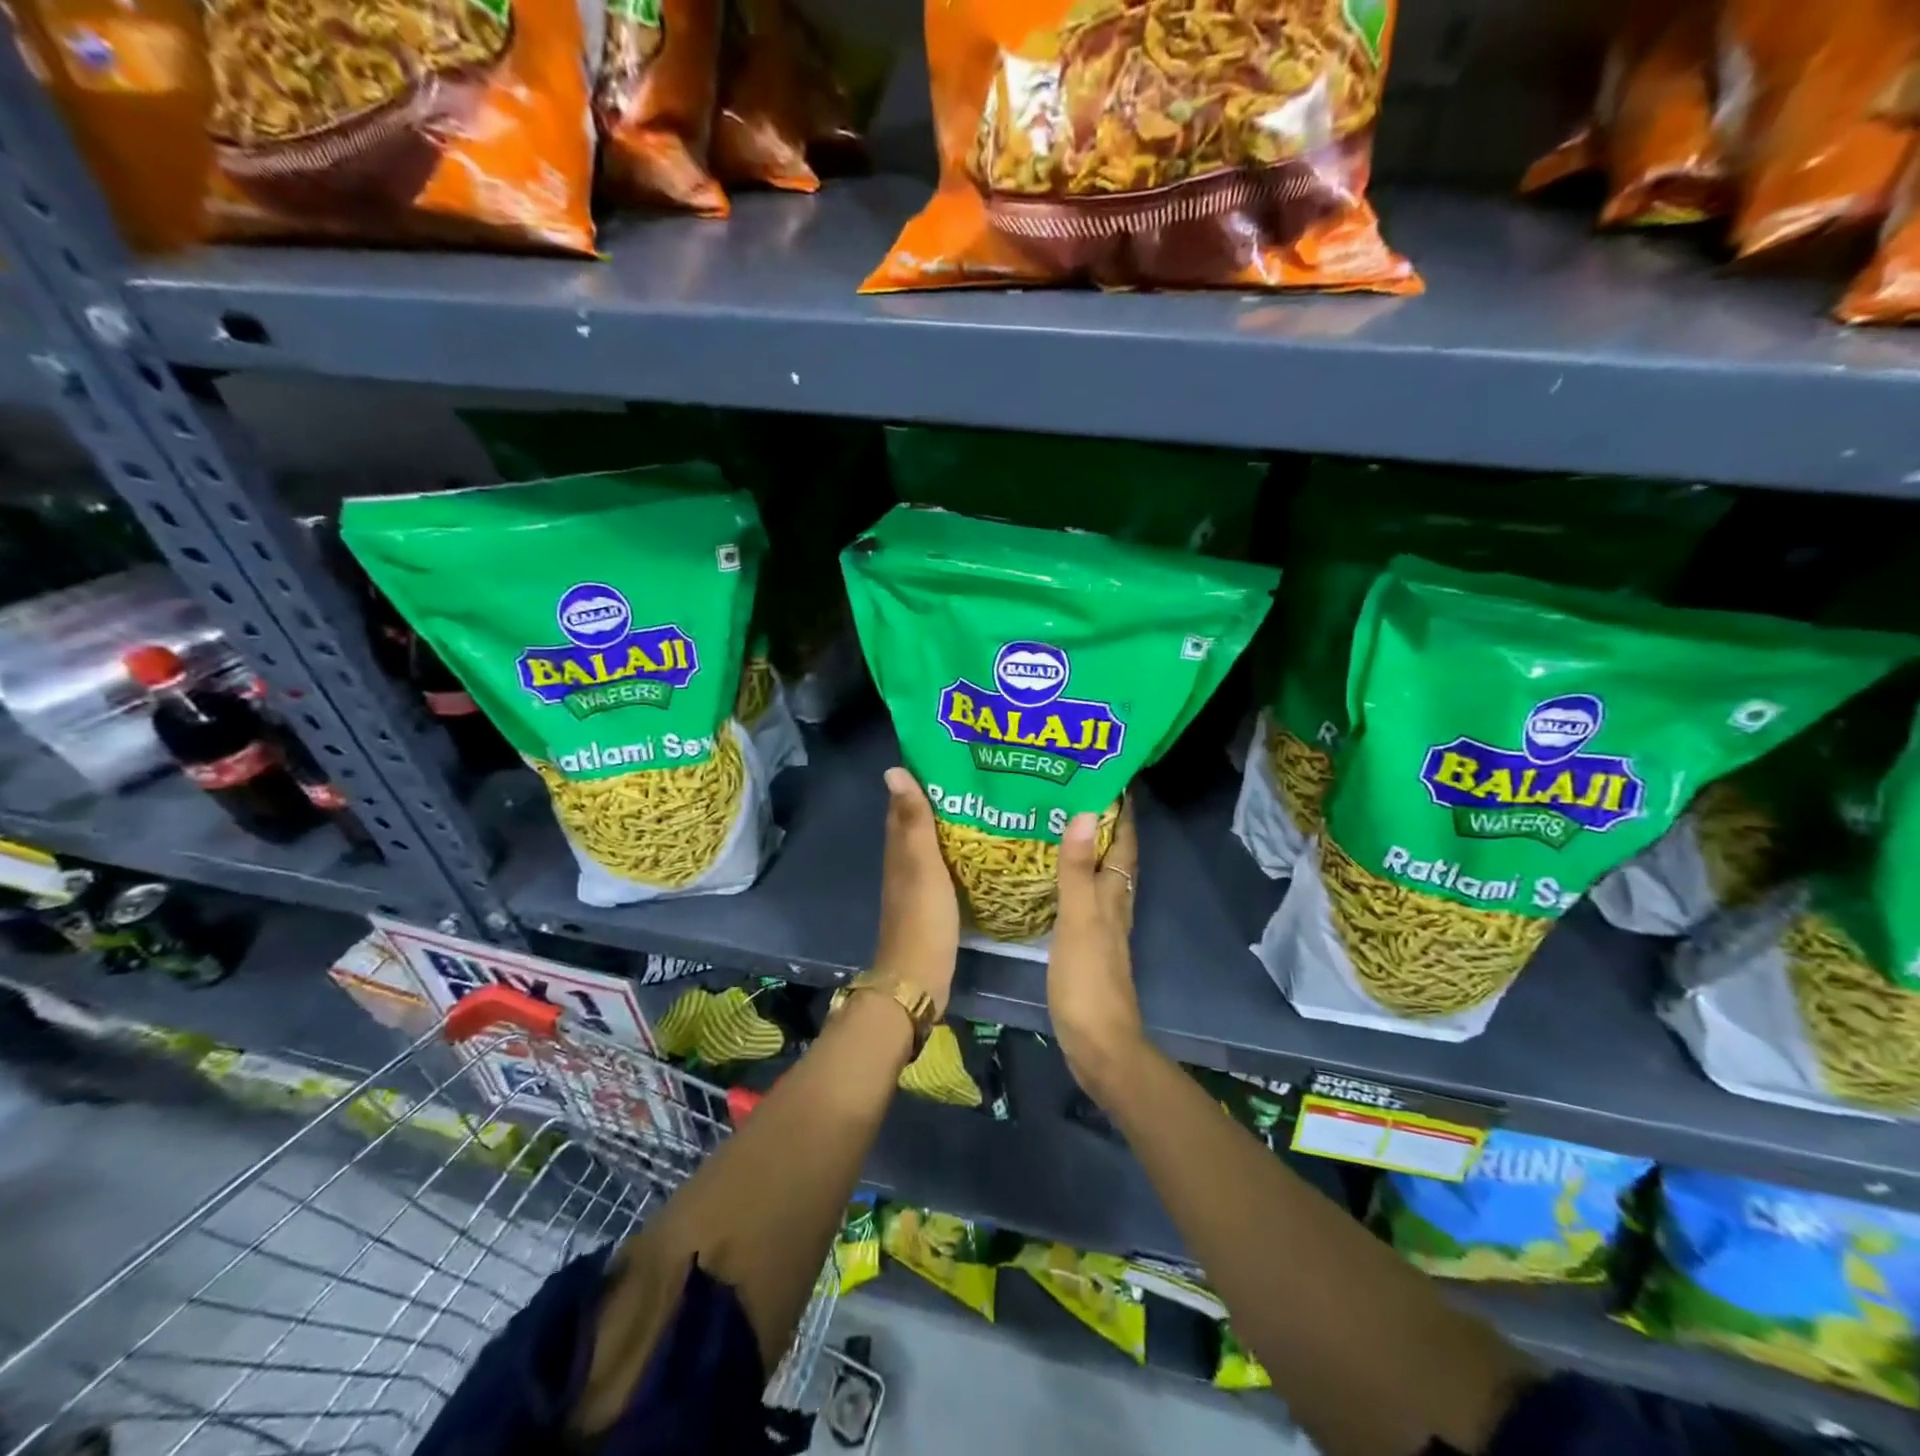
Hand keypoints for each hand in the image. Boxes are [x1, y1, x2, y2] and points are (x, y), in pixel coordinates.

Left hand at [871, 767, 959, 1016]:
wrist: (919, 976)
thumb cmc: (922, 916)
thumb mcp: (921, 863)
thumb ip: (913, 820)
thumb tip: (894, 770)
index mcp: (899, 849)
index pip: (904, 805)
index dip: (919, 780)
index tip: (947, 757)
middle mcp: (904, 863)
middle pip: (918, 823)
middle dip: (940, 799)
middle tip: (976, 778)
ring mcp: (918, 885)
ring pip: (931, 845)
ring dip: (950, 826)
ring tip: (984, 805)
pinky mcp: (933, 904)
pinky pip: (944, 867)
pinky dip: (957, 853)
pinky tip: (980, 850)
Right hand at [1048, 799, 1142, 1094]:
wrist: (1098, 1044)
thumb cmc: (1088, 981)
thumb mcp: (1078, 920)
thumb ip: (1078, 870)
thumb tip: (1086, 813)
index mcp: (1115, 896)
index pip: (1125, 843)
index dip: (1123, 812)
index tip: (1112, 776)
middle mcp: (1114, 906)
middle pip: (1117, 857)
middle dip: (1105, 824)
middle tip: (1076, 792)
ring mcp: (1102, 928)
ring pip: (1101, 877)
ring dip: (1090, 850)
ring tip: (1062, 824)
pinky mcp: (1087, 946)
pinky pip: (1084, 899)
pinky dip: (1074, 879)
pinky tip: (1053, 879)